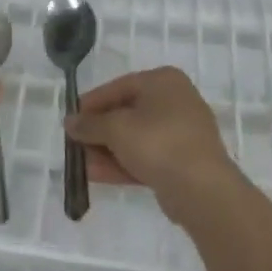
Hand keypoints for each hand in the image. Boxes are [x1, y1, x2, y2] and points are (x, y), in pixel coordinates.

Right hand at [64, 67, 241, 224]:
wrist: (202, 189)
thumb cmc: (158, 143)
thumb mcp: (116, 128)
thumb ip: (89, 124)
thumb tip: (70, 122)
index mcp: (163, 81)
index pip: (118, 87)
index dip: (91, 103)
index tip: (71, 119)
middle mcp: (175, 101)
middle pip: (126, 113)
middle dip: (98, 131)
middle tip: (74, 144)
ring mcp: (181, 133)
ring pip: (135, 138)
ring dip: (106, 150)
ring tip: (80, 164)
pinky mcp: (182, 161)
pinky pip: (146, 156)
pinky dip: (122, 163)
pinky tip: (96, 175)